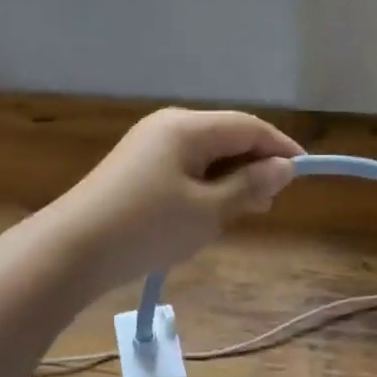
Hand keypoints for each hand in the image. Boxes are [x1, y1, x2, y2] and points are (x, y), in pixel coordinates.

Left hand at [51, 108, 302, 290]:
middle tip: (269, 204)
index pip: (249, 127)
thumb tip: (284, 167)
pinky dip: (206, 186)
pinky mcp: (136, 169)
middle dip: (254, 166)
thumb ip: (250, 185)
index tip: (304, 175)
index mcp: (188, 127)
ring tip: (244, 213)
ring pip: (206, 155)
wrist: (73, 249)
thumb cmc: (148, 227)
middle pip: (227, 137)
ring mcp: (148, 146)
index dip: (280, 148)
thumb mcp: (209, 210)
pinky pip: (185, 169)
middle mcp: (168, 126)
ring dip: (231, 179)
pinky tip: (209, 214)